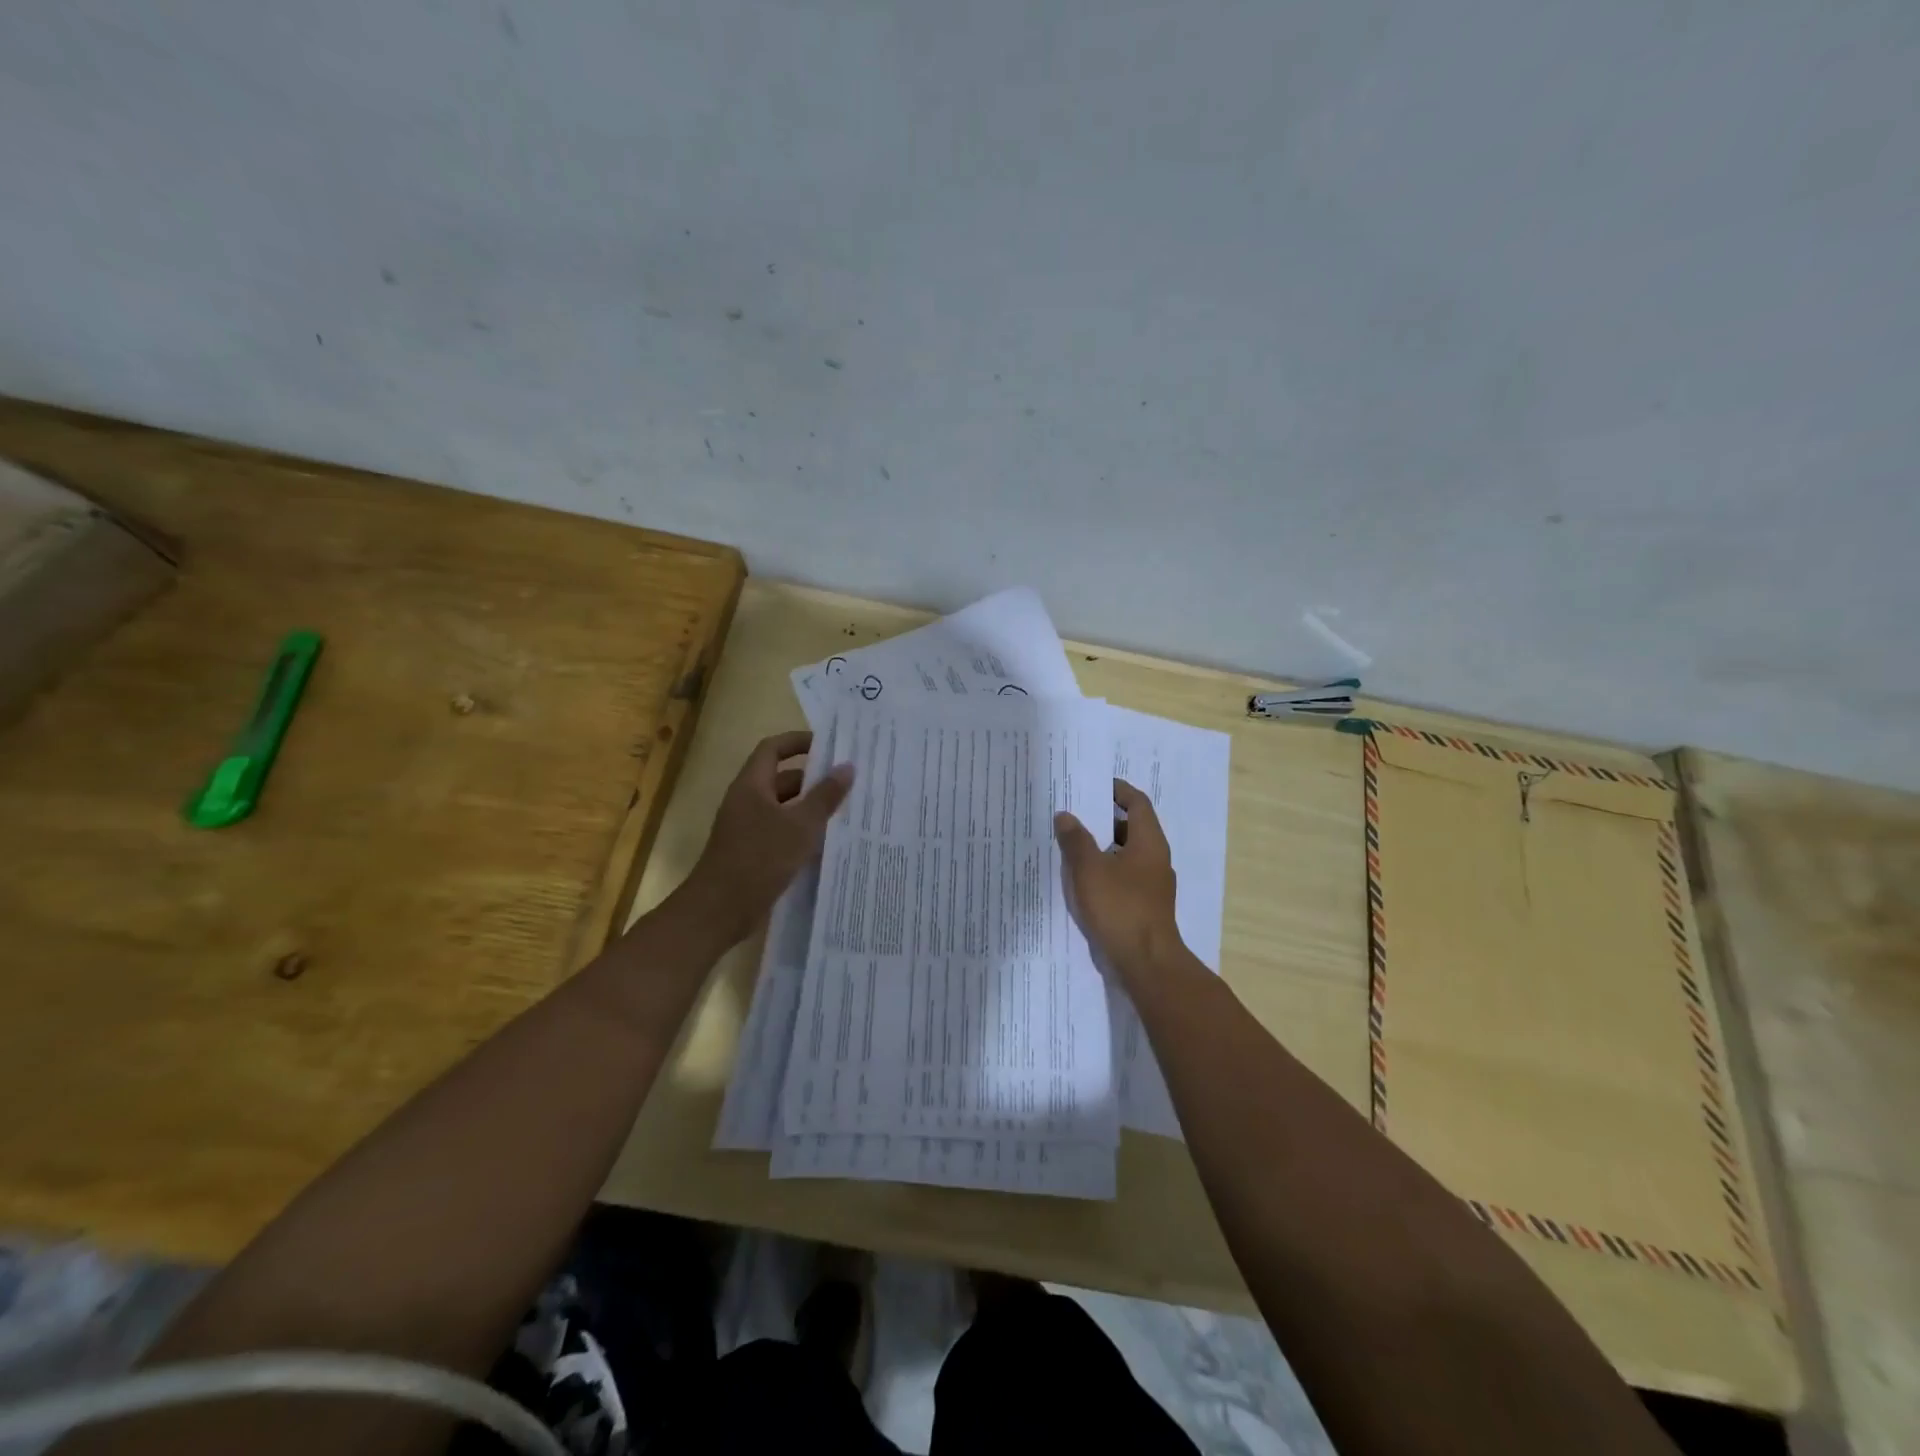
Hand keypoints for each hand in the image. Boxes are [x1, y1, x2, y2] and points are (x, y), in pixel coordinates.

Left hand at [679, 731, 852, 944]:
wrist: (719, 910)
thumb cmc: (759, 859)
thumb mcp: (800, 826)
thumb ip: (825, 796)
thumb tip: (847, 767)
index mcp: (751, 786)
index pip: (773, 749)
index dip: (798, 742)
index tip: (829, 746)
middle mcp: (747, 802)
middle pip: (781, 779)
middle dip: (813, 778)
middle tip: (847, 781)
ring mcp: (747, 829)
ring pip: (784, 808)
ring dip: (810, 807)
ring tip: (845, 810)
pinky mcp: (752, 853)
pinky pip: (781, 832)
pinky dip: (802, 832)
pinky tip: (827, 843)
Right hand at [1054, 778, 1183, 988]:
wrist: (1146, 963)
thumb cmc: (1120, 907)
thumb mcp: (1089, 869)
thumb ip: (1075, 840)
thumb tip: (1065, 815)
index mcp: (1149, 842)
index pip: (1138, 803)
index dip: (1118, 791)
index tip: (1095, 785)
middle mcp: (1155, 859)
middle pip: (1131, 828)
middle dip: (1104, 819)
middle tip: (1075, 812)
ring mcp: (1151, 885)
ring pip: (1125, 855)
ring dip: (1101, 847)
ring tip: (1071, 844)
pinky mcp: (1144, 906)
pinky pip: (1123, 877)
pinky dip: (1104, 871)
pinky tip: (1081, 879)